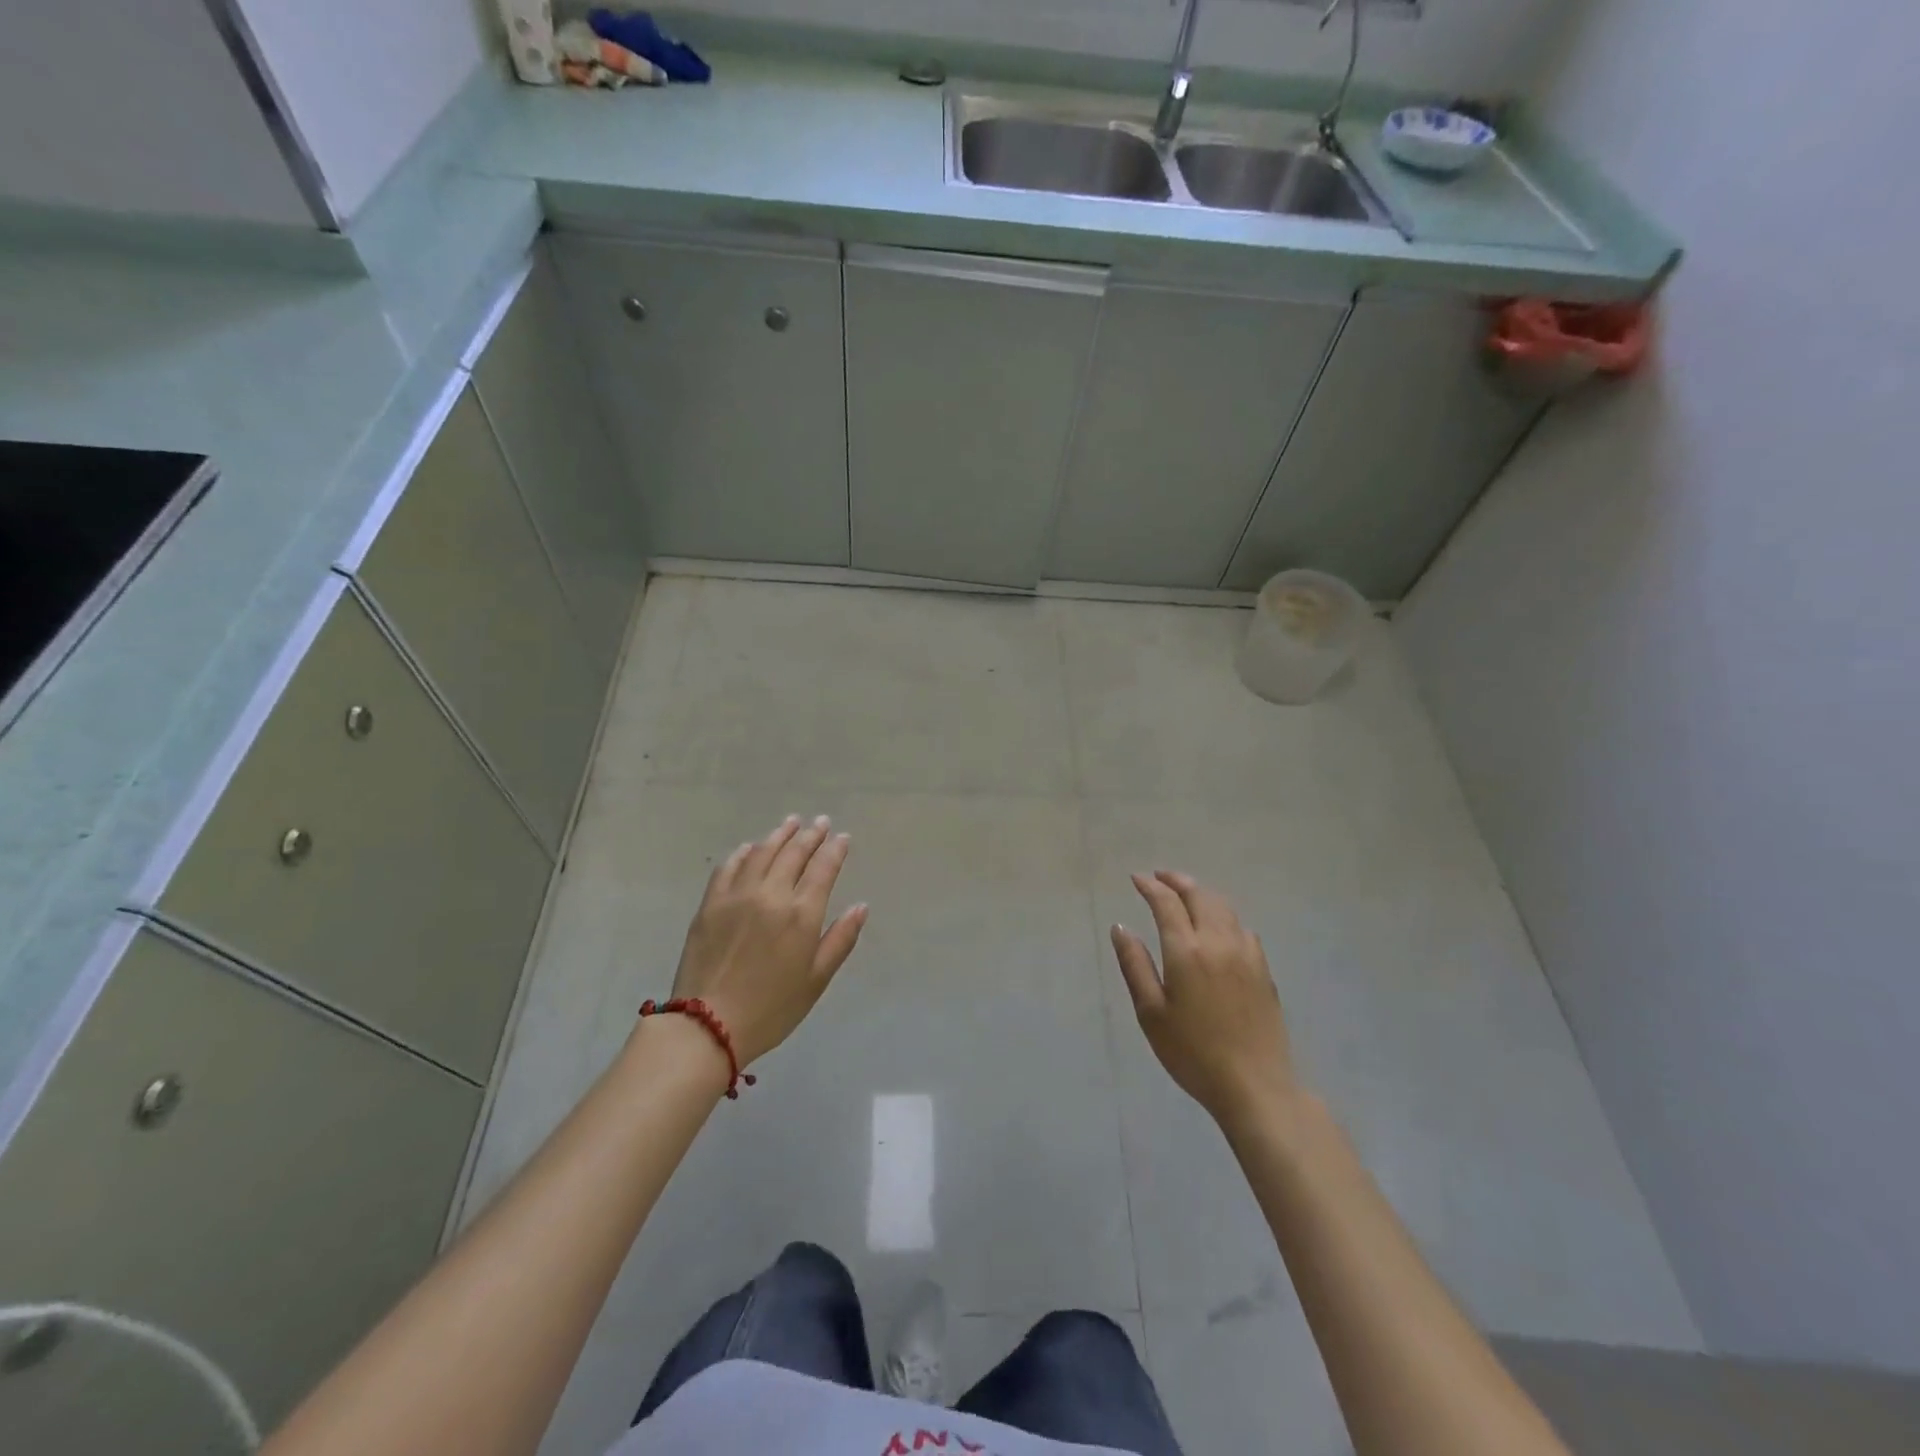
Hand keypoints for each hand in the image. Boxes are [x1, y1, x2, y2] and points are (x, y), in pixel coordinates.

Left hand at [668, 815, 867, 1065]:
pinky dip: (743, 852)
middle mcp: (771, 894)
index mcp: (801, 913)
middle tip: (821, 822)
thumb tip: (860, 906)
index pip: (823, 868)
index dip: (835, 849)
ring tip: (791, 823)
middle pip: (794, 853)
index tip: (842, 837)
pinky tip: (750, 847)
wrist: (708, 1026)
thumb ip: (840, 939)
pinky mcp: (710, 903)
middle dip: (811, 835)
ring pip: (762, 852)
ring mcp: (737, 895)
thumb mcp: (816, 979)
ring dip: (779, 835)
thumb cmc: (772, 1008)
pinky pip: (729, 866)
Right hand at [1111, 870, 1298, 1127]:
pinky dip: (1224, 916)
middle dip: (1177, 881)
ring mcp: (1247, 954)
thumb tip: (1120, 927)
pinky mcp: (1264, 970)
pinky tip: (1219, 929)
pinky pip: (1242, 928)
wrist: (1255, 1086)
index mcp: (1187, 950)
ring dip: (1202, 894)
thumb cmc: (1193, 1052)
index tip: (1136, 878)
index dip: (1150, 886)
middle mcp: (1219, 942)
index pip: (1167, 903)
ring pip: (1224, 908)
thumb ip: (1135, 965)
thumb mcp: (1151, 1012)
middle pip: (1200, 895)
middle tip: (1160, 877)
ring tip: (1186, 895)